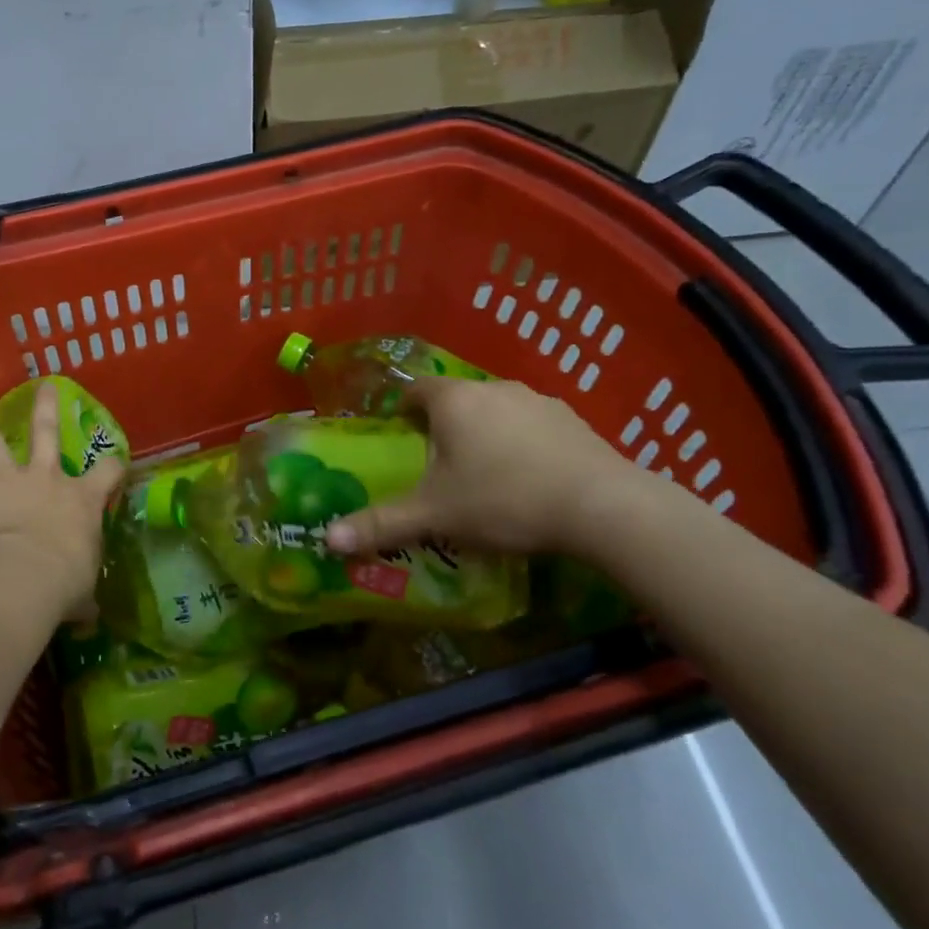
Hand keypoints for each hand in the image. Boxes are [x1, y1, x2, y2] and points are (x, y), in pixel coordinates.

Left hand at [0, 381, 124, 618]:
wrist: (27, 573)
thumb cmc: (65, 580)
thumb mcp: (82, 591)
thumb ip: (83, 599)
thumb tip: (89, 617)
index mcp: (81, 499)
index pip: (108, 472)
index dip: (114, 466)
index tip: (115, 463)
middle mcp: (47, 478)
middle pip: (48, 433)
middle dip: (47, 408)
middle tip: (43, 387)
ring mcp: (9, 480)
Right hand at [326, 378, 635, 558]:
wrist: (601, 507)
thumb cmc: (502, 499)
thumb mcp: (435, 515)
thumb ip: (382, 523)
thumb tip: (327, 540)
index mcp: (453, 401)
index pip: (416, 389)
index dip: (404, 408)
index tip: (401, 434)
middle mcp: (493, 389)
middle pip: (457, 400)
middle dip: (444, 427)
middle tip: (437, 466)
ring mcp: (538, 402)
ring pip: (496, 412)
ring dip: (485, 434)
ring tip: (484, 477)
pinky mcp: (573, 422)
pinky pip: (532, 427)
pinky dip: (522, 445)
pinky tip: (530, 481)